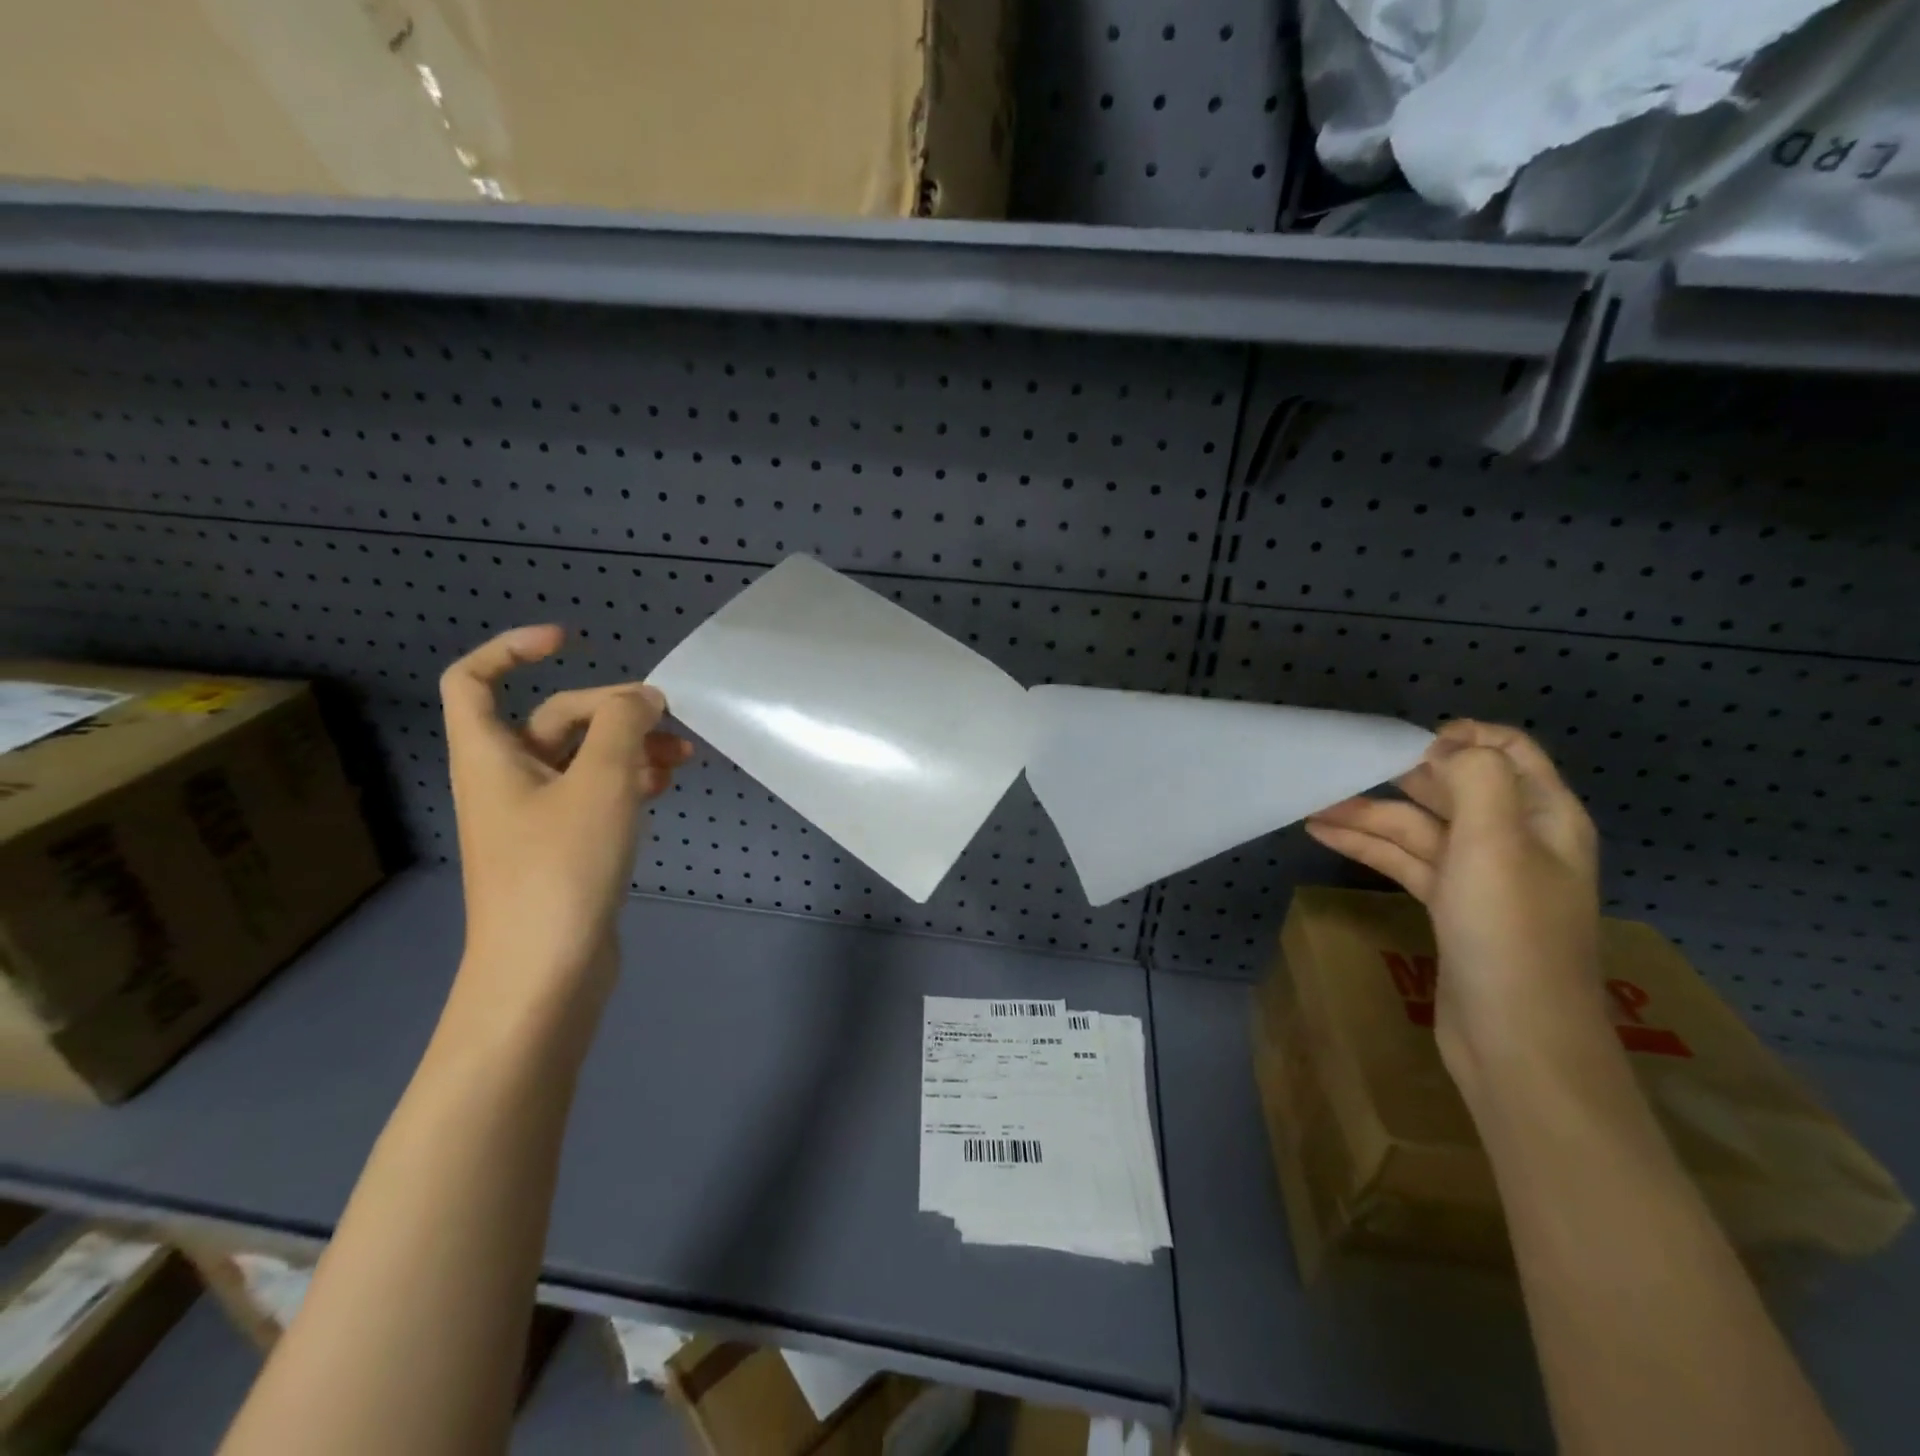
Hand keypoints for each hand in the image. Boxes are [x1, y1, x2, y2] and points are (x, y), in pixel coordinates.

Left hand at [439, 625, 691, 1035]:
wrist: (546, 971)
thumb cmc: (562, 868)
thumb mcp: (600, 783)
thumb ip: (624, 726)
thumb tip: (644, 697)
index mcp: (490, 756)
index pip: (475, 680)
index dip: (513, 649)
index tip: (571, 642)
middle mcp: (507, 780)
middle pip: (555, 718)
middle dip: (612, 711)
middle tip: (667, 722)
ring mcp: (536, 817)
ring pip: (583, 759)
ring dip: (630, 748)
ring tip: (682, 759)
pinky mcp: (564, 848)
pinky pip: (595, 794)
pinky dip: (628, 782)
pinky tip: (664, 788)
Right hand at [1305, 721, 1607, 1086]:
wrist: (1516, 1039)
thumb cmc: (1509, 932)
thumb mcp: (1496, 842)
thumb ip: (1474, 778)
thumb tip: (1443, 747)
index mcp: (1544, 817)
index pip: (1509, 750)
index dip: (1460, 737)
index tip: (1402, 742)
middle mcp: (1516, 839)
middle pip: (1454, 787)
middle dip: (1399, 773)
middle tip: (1343, 767)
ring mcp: (1481, 876)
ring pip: (1420, 827)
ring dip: (1369, 812)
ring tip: (1313, 802)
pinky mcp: (1451, 907)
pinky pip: (1407, 861)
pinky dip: (1369, 845)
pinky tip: (1326, 834)